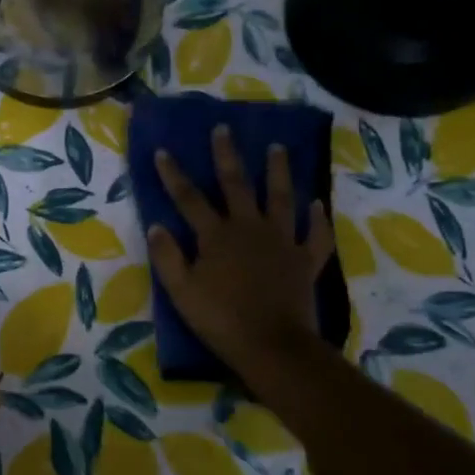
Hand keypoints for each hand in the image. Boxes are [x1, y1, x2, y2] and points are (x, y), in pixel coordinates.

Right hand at [147, 129, 335, 372]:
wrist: (272, 346)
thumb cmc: (220, 318)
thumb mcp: (180, 291)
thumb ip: (167, 256)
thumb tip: (157, 226)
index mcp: (216, 236)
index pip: (189, 198)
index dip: (174, 174)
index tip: (163, 151)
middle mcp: (249, 229)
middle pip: (237, 185)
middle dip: (227, 156)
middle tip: (224, 129)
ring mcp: (281, 242)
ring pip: (281, 198)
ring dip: (278, 171)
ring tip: (278, 148)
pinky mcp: (304, 261)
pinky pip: (314, 235)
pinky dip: (317, 219)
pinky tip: (316, 204)